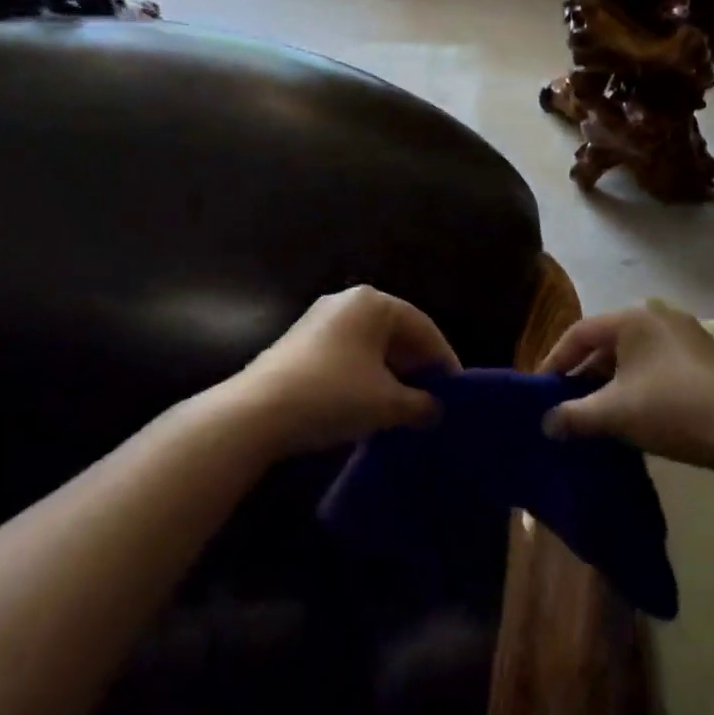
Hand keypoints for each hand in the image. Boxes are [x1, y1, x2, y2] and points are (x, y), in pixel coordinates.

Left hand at [231, 286, 460, 456]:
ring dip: (391, 373)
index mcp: (373, 302)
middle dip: (416, 365)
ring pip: (370, 344)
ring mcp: (320, 320)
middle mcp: (347, 301)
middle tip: (434, 399)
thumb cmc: (333, 395)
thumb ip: (419, 404)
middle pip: (396, 331)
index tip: (457, 391)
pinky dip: (365, 375)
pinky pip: (348, 353)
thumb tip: (436, 410)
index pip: (422, 326)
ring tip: (406, 406)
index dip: (443, 359)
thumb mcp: (386, 403)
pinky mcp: (301, 343)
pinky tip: (369, 404)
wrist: (256, 413)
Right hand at [539, 300, 713, 471]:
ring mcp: (685, 335)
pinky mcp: (705, 358)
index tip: (540, 389)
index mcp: (632, 318)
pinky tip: (635, 412)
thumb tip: (546, 424)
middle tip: (566, 402)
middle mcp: (657, 316)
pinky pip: (656, 364)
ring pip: (633, 355)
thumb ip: (574, 416)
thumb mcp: (614, 414)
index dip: (555, 360)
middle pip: (607, 342)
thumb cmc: (671, 408)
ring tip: (597, 412)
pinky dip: (638, 383)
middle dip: (584, 373)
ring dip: (611, 381)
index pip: (580, 332)